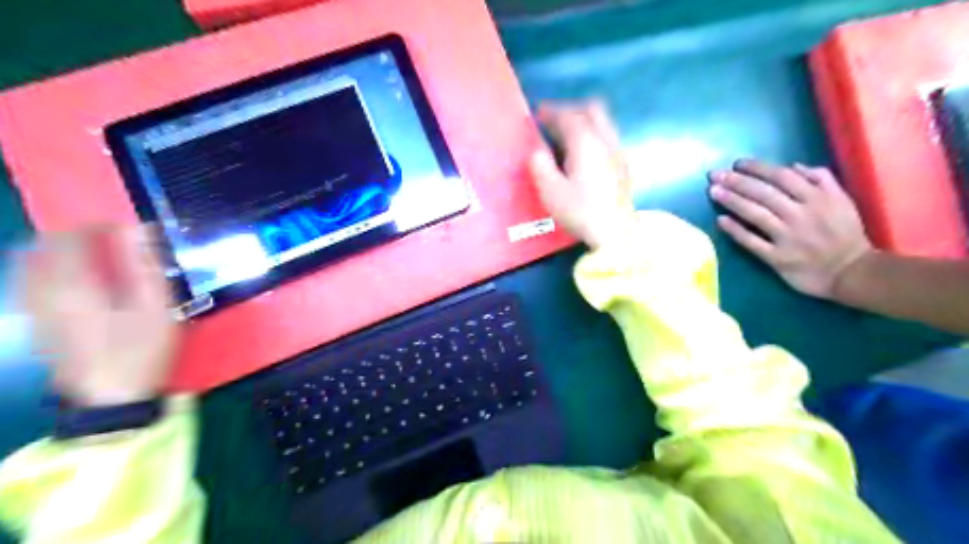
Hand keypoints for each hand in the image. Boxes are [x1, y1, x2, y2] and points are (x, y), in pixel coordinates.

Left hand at [15, 226, 177, 408]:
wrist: (110, 399)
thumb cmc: (140, 349)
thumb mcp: (156, 307)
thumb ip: (145, 265)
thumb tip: (140, 229)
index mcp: (74, 285)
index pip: (69, 237)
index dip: (95, 224)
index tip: (123, 225)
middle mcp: (44, 293)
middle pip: (41, 248)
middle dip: (72, 236)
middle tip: (107, 238)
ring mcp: (35, 311)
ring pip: (29, 266)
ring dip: (57, 252)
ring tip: (92, 255)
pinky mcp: (37, 325)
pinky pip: (30, 284)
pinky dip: (48, 271)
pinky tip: (73, 280)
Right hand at [529, 99, 638, 248]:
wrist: (616, 233)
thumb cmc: (581, 212)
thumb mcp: (551, 192)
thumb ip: (540, 166)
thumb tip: (537, 153)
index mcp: (586, 143)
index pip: (569, 116)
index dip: (552, 112)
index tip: (539, 113)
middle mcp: (606, 141)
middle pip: (592, 110)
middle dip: (572, 110)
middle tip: (555, 121)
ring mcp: (618, 152)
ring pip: (603, 123)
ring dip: (585, 122)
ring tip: (568, 136)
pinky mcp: (624, 166)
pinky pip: (608, 137)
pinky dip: (594, 135)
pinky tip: (585, 154)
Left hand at [709, 160, 874, 298]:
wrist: (852, 272)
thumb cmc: (844, 233)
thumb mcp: (842, 200)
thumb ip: (821, 179)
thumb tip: (792, 166)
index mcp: (817, 198)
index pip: (781, 177)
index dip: (757, 168)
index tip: (737, 163)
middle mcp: (801, 214)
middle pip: (764, 193)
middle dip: (737, 181)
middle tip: (714, 175)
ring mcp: (788, 237)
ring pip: (756, 214)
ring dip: (732, 201)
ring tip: (713, 191)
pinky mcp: (778, 258)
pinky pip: (752, 242)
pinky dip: (736, 230)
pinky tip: (720, 220)